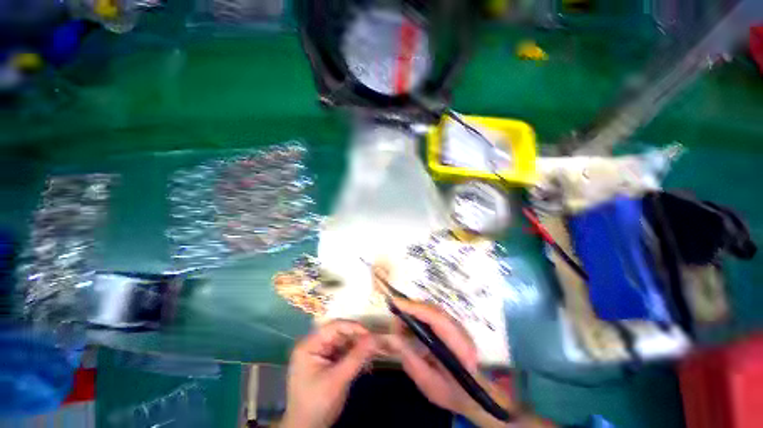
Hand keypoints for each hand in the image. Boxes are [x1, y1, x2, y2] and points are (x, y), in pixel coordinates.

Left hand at [282, 320, 376, 427]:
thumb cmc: (317, 404)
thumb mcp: (338, 380)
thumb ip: (356, 357)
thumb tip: (375, 337)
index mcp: (309, 345)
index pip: (333, 327)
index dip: (353, 327)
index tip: (370, 334)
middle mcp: (314, 344)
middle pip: (339, 333)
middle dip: (357, 338)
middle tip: (375, 344)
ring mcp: (320, 353)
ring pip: (344, 342)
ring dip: (358, 347)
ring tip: (372, 354)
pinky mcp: (327, 362)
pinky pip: (343, 352)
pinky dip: (354, 356)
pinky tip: (365, 362)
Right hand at [386, 299, 553, 427]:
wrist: (477, 395)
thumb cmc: (454, 394)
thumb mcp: (429, 384)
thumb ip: (411, 361)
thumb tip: (392, 338)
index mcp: (460, 347)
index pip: (437, 319)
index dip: (416, 308)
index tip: (396, 304)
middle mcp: (461, 331)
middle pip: (434, 309)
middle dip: (411, 308)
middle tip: (394, 317)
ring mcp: (458, 326)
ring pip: (433, 309)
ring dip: (414, 311)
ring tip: (400, 323)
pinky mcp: (453, 326)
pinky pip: (433, 314)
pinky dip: (419, 315)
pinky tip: (410, 324)